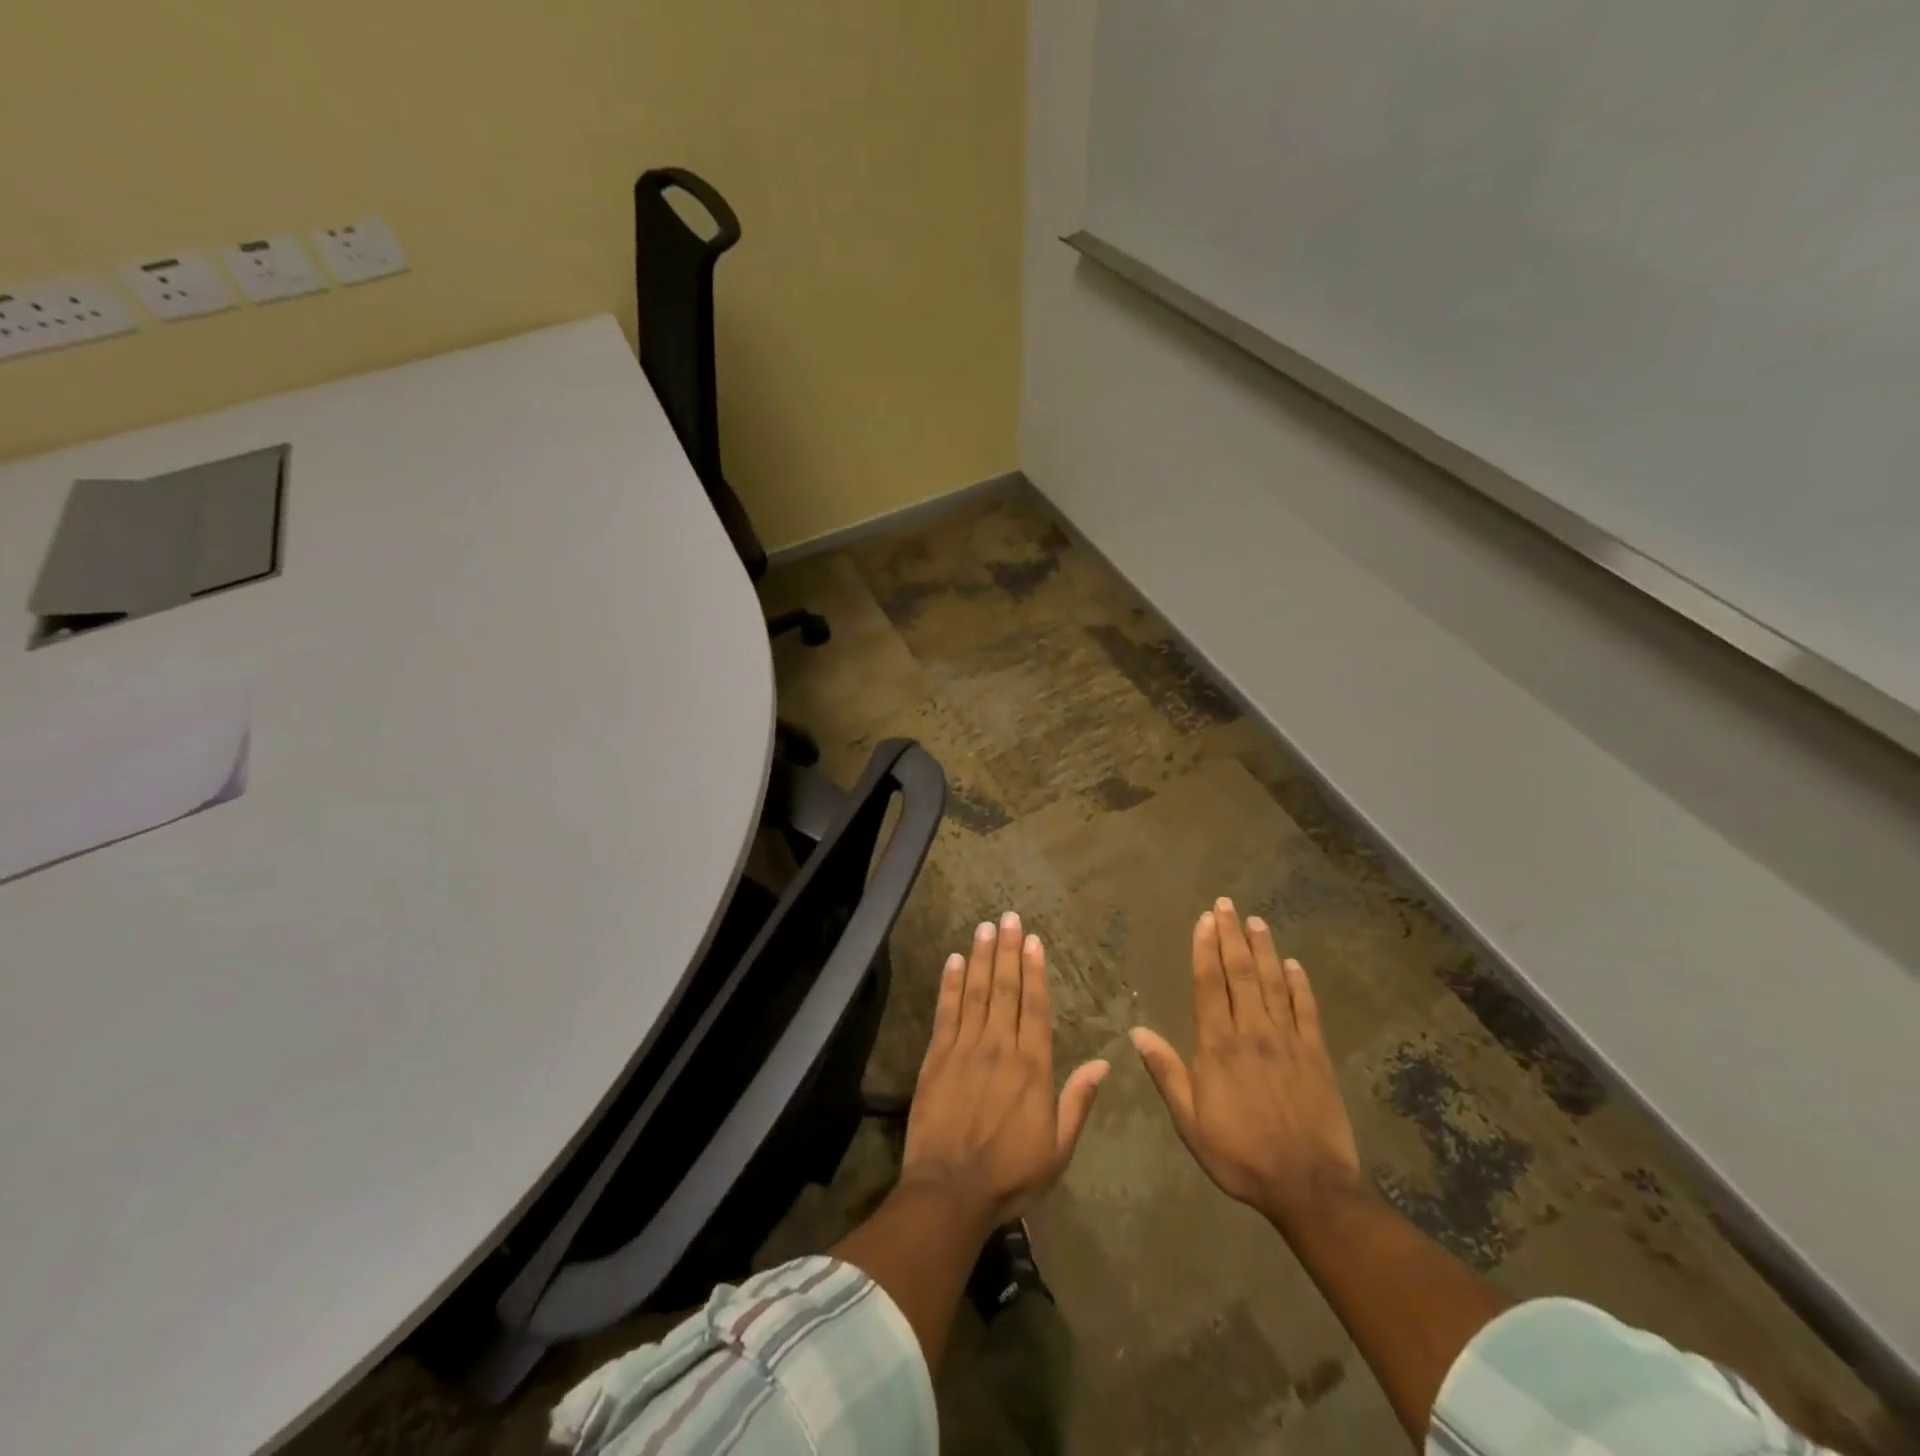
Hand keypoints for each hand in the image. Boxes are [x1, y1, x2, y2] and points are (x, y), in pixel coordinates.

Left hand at [901, 912, 1109, 1231]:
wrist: (951, 1192)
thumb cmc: (1010, 1174)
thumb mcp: (1058, 1148)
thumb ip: (1078, 1101)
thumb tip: (1104, 1063)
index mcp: (1032, 1066)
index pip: (1035, 1006)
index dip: (1034, 970)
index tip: (1034, 941)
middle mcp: (1000, 1047)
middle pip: (1005, 989)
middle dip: (1008, 950)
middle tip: (1009, 917)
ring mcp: (965, 1048)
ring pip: (977, 992)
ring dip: (982, 957)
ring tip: (986, 926)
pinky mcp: (937, 1057)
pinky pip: (946, 1012)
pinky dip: (951, 983)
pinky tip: (955, 959)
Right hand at [1130, 899, 1362, 1228]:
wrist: (1309, 1186)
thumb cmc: (1240, 1154)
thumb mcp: (1190, 1121)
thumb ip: (1166, 1072)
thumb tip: (1136, 1031)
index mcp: (1218, 1045)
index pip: (1209, 984)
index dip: (1205, 948)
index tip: (1204, 920)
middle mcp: (1252, 1032)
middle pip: (1240, 972)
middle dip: (1231, 935)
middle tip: (1226, 904)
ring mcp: (1288, 1040)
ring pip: (1273, 982)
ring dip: (1263, 949)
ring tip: (1256, 921)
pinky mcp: (1316, 1054)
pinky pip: (1307, 1009)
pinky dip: (1300, 984)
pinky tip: (1294, 964)